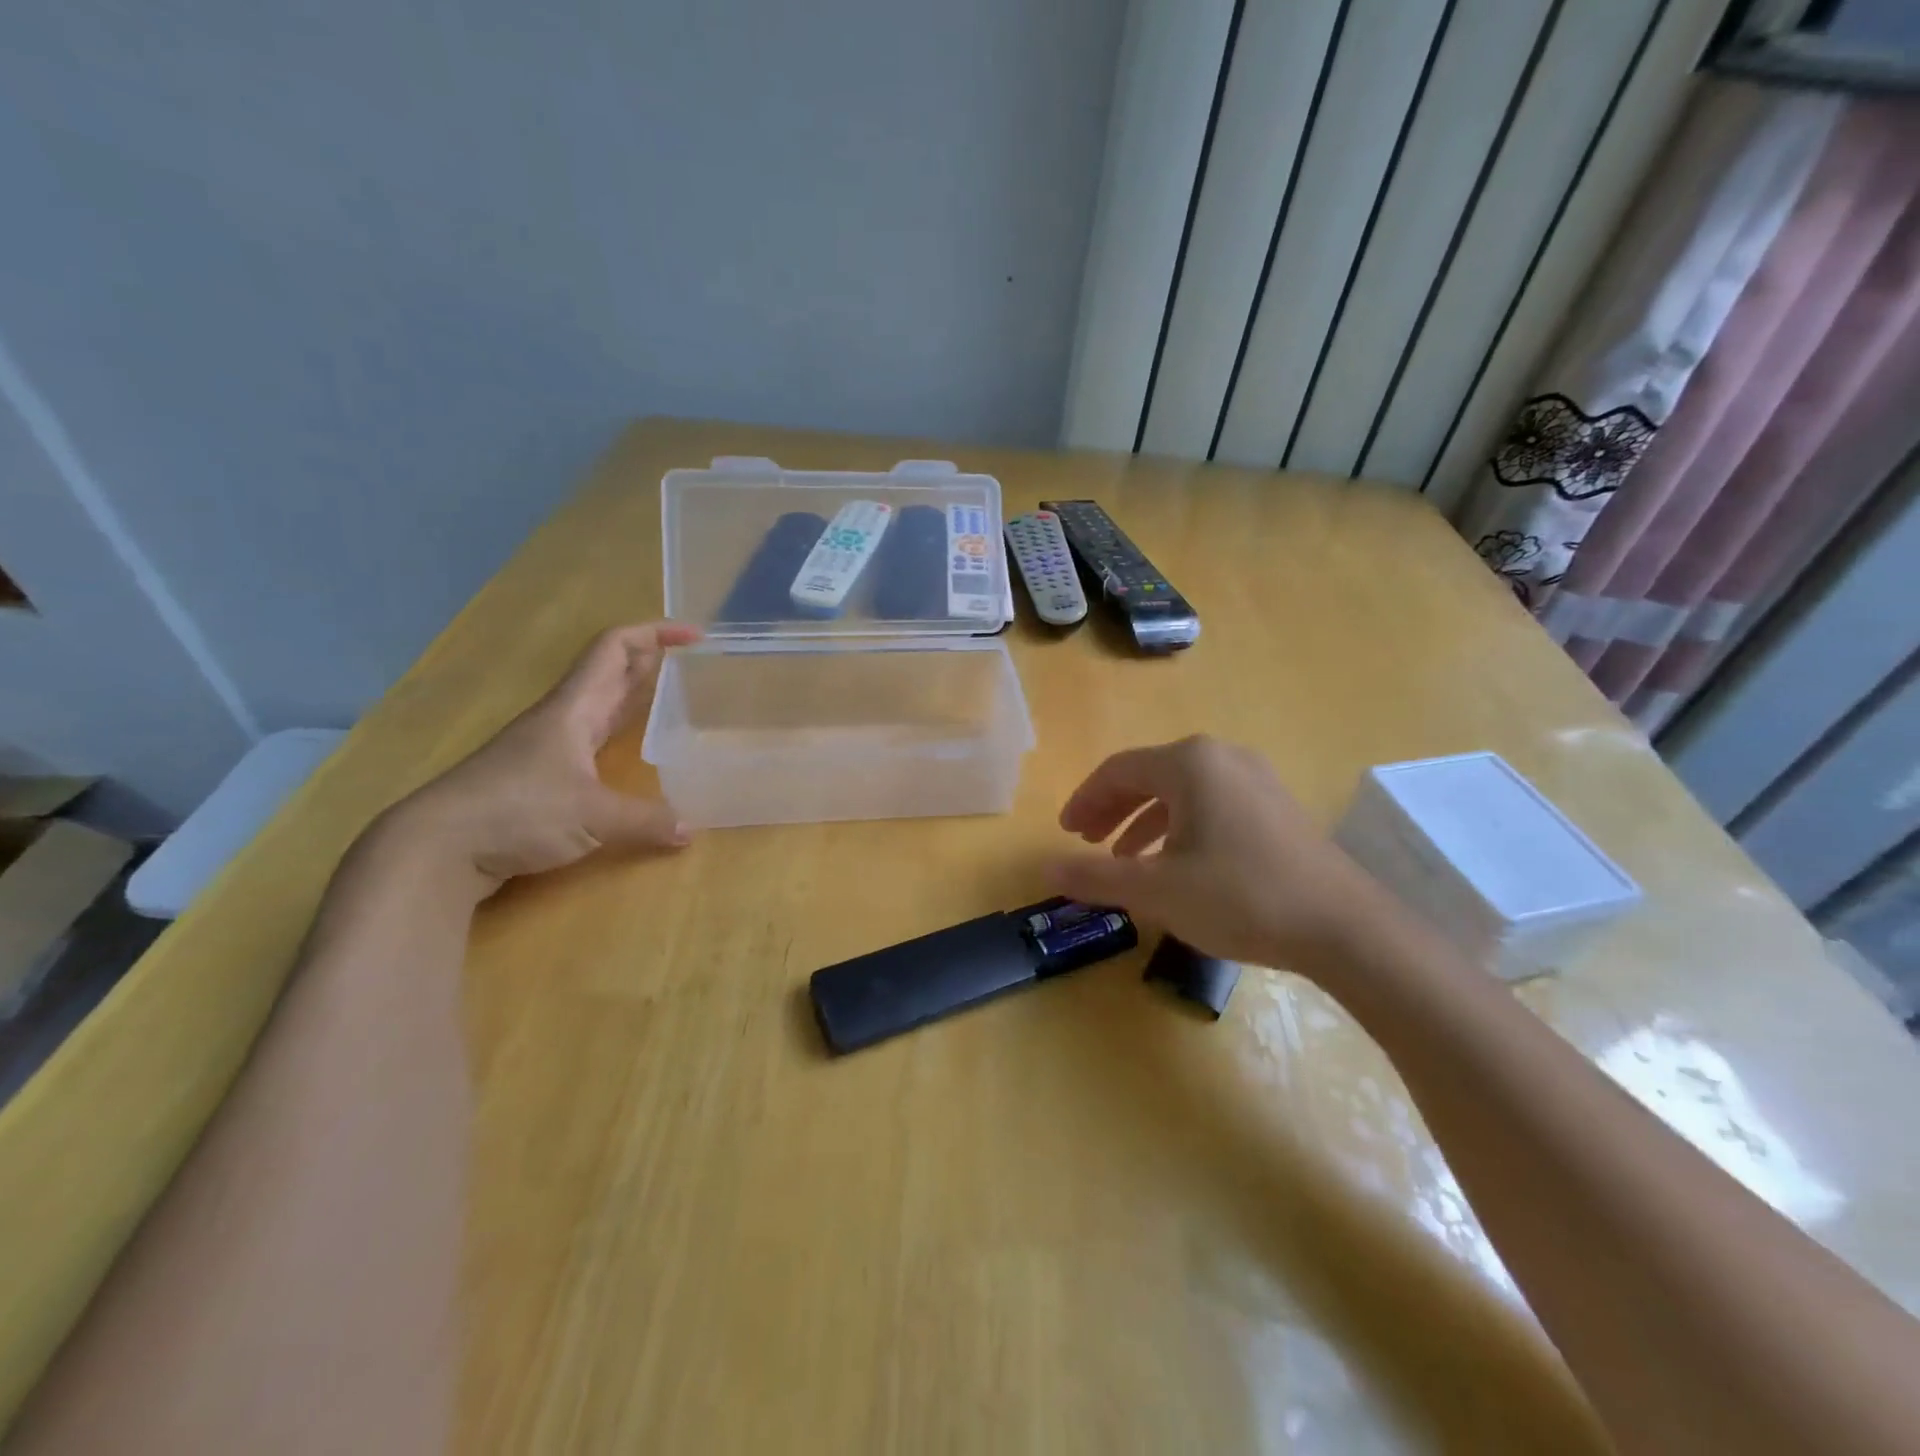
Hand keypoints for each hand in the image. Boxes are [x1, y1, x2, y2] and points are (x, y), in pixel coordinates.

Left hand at [384, 622, 701, 893]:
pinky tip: (632, 751)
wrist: (437, 847)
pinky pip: (592, 740)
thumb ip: (646, 821)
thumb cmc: (517, 811)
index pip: (614, 650)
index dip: (654, 633)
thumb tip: (691, 832)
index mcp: (573, 709)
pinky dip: (619, 733)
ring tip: (672, 697)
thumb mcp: (592, 817)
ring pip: (600, 706)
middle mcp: (561, 719)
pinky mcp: (541, 776)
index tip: (693, 635)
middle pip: (609, 673)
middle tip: (692, 664)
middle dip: (650, 660)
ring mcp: (548, 747)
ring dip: (634, 694)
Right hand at [1049, 735, 1385, 973]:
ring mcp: (1255, 779)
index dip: (1085, 800)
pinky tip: (1177, 865)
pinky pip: (1211, 805)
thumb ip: (1096, 877)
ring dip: (1145, 822)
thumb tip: (1046, 869)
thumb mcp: (1156, 890)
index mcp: (1189, 763)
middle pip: (1149, 776)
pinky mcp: (1276, 807)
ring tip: (1126, 861)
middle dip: (1112, 810)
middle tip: (1087, 842)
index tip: (1066, 833)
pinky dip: (1180, 829)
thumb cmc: (1240, 897)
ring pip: (1181, 792)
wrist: (1345, 928)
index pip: (1118, 771)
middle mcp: (1222, 757)